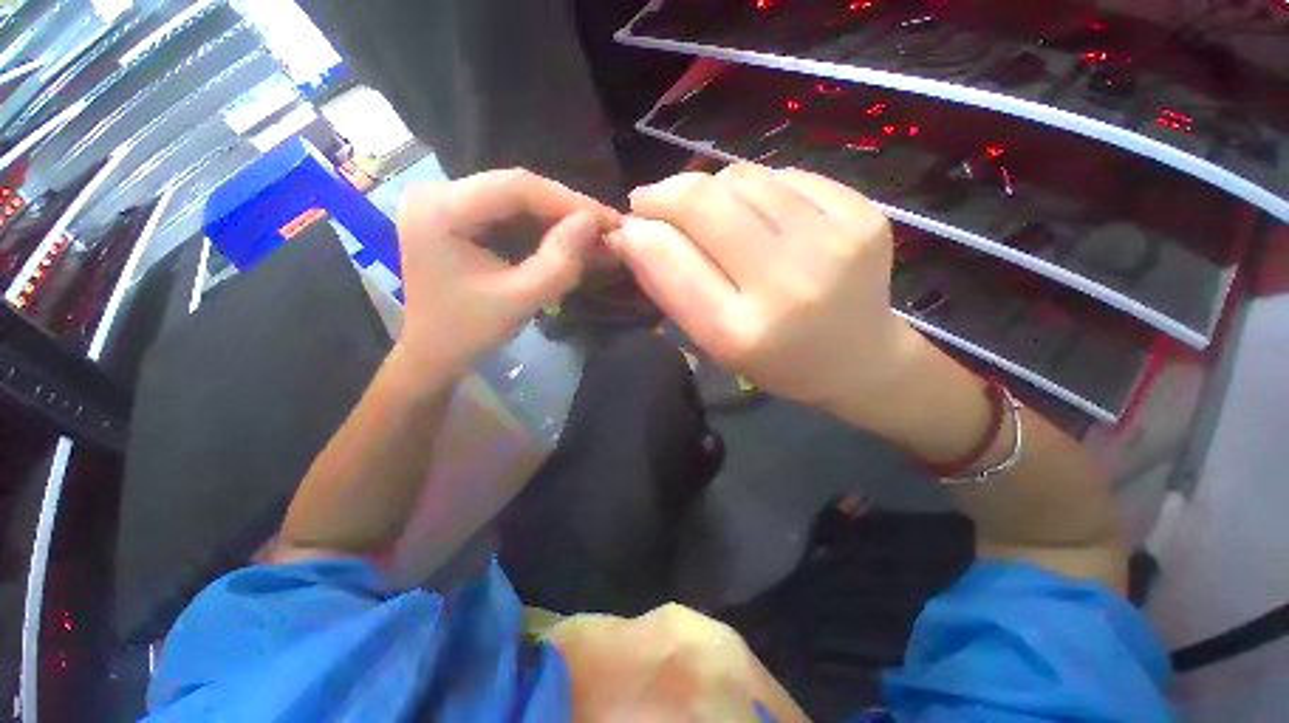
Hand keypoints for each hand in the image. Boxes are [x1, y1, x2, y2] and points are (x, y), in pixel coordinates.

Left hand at [393, 169, 619, 380]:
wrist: (431, 354)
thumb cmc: (470, 332)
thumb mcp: (521, 299)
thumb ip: (560, 261)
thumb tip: (593, 222)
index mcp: (441, 210)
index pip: (516, 186)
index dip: (569, 201)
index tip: (608, 220)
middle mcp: (437, 193)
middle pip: (515, 188)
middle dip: (565, 209)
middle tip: (605, 228)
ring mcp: (444, 203)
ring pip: (514, 199)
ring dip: (555, 218)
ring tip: (591, 236)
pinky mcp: (455, 218)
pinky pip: (506, 213)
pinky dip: (539, 227)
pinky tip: (563, 240)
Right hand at [609, 164, 923, 427]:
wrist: (859, 358)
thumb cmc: (776, 361)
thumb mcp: (713, 343)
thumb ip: (670, 288)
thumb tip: (632, 232)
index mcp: (740, 332)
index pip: (669, 257)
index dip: (638, 232)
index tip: (629, 226)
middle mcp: (786, 284)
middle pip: (703, 200)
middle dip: (664, 194)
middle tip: (653, 202)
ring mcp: (833, 243)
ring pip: (741, 177)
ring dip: (711, 190)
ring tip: (715, 217)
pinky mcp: (863, 214)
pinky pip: (784, 175)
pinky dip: (758, 189)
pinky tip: (763, 216)